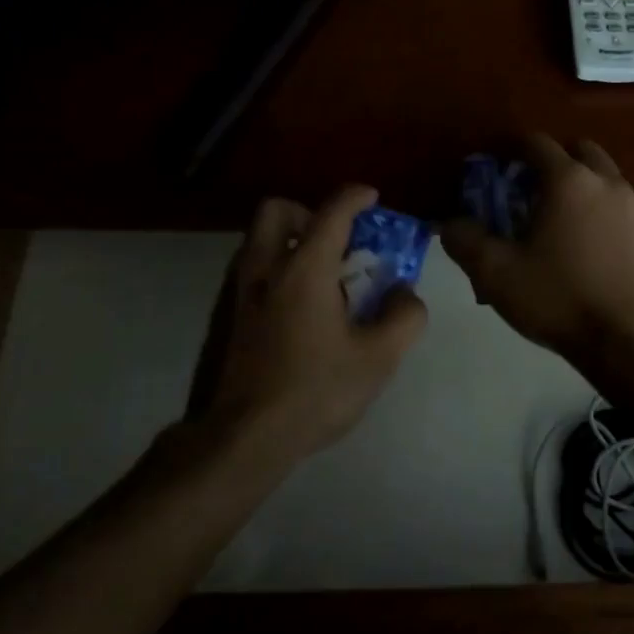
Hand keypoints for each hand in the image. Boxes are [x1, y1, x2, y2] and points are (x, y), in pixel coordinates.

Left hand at [191, 184, 427, 465]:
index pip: (332, 212)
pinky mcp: (228, 316)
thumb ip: (404, 316)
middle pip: (277, 210)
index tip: (372, 198)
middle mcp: (266, 268)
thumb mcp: (379, 358)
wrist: (244, 437)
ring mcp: (240, 292)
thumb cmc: (316, 390)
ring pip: (260, 240)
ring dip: (291, 241)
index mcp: (304, 268)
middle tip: (335, 241)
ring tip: (323, 278)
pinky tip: (300, 310)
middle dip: (308, 212)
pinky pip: (253, 270)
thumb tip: (404, 293)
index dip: (355, 197)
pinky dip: (277, 270)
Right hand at [441, 136, 633, 361]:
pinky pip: (615, 206)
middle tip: (526, 190)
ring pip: (601, 177)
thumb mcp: (496, 274)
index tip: (492, 169)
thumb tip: (450, 223)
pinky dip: (596, 210)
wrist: (629, 340)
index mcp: (568, 180)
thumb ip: (465, 241)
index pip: (536, 143)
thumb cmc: (558, 298)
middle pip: (576, 151)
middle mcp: (605, 182)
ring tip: (553, 219)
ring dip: (577, 185)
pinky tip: (581, 244)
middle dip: (550, 162)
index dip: (509, 151)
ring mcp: (631, 208)